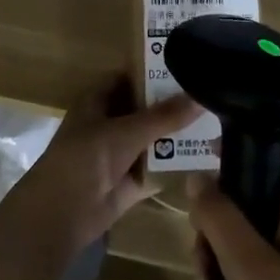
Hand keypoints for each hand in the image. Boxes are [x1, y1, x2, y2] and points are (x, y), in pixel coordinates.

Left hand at [7, 78, 199, 253]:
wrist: (62, 213)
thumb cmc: (85, 159)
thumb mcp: (126, 132)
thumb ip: (164, 116)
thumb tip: (200, 97)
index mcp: (98, 101)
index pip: (129, 77)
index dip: (154, 70)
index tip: (188, 65)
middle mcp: (109, 124)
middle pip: (145, 109)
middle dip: (174, 105)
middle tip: (211, 94)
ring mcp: (120, 154)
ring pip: (154, 139)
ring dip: (178, 135)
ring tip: (218, 122)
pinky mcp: (131, 181)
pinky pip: (158, 168)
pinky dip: (176, 165)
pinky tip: (208, 157)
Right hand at [187, 147, 279, 279]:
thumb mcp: (248, 269)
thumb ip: (220, 218)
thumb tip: (198, 176)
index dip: (247, 147)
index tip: (209, 166)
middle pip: (265, 189)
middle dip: (225, 211)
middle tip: (199, 245)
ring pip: (263, 226)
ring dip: (228, 245)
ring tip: (205, 279)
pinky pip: (271, 257)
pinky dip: (245, 268)